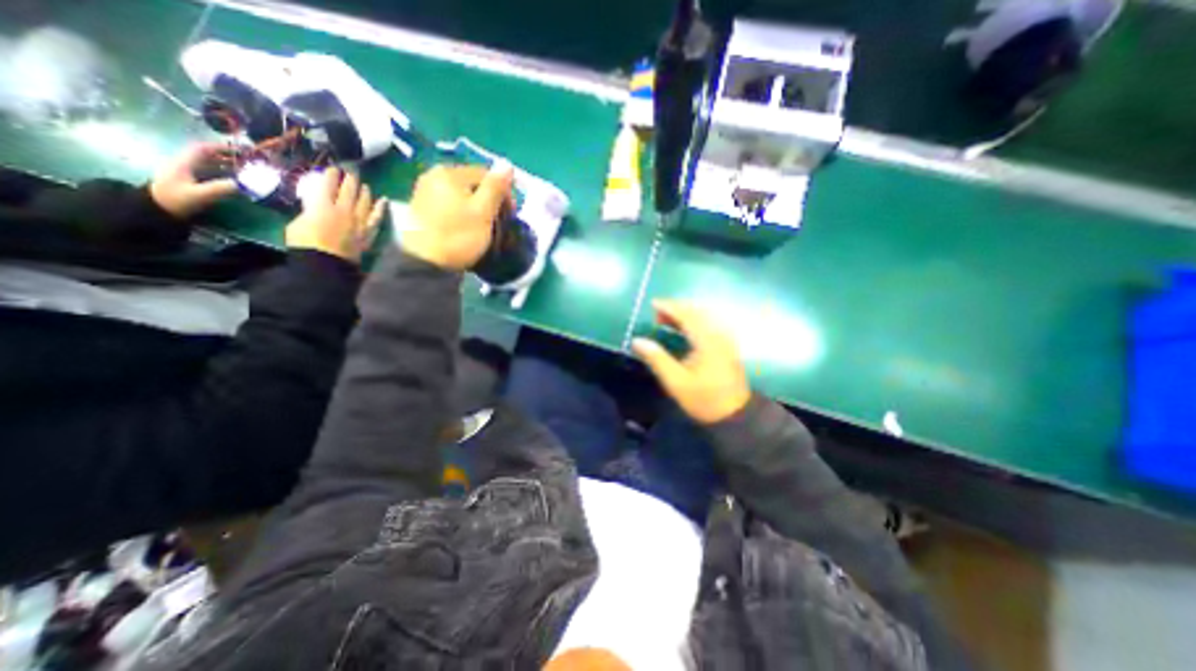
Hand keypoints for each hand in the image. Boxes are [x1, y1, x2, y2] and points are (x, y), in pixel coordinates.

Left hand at [149, 142, 238, 216]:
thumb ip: (222, 188)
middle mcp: (185, 164)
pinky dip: (224, 174)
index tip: (241, 150)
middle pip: (208, 155)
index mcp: (184, 163)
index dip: (221, 147)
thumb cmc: (175, 200)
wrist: (156, 210)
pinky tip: (235, 180)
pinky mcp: (191, 181)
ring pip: (210, 164)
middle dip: (229, 157)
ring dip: (228, 166)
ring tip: (247, 171)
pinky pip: (210, 173)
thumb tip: (247, 184)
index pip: (202, 149)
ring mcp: (187, 173)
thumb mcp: (200, 194)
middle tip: (249, 162)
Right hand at [285, 165, 385, 260]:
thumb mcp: (298, 222)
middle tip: (352, 173)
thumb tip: (314, 207)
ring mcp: (358, 221)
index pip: (327, 184)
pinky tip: (384, 201)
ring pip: (364, 201)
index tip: (334, 168)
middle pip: (349, 190)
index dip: (331, 174)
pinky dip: (380, 208)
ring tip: (365, 186)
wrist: (327, 263)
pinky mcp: (368, 232)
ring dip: (365, 191)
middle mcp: (343, 210)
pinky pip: (377, 217)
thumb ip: (308, 211)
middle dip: (350, 179)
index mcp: (322, 205)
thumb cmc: (305, 243)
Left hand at [402, 159, 513, 270]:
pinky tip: (467, 226)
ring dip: (477, 206)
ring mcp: (425, 190)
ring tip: (485, 225)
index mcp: (449, 173)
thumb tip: (507, 164)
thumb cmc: (458, 236)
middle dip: (490, 199)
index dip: (503, 192)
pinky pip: (450, 202)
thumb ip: (495, 188)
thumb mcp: (482, 213)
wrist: (425, 262)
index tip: (511, 214)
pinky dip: (463, 211)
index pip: (485, 174)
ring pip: (461, 193)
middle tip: (500, 221)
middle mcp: (434, 175)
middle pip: (472, 183)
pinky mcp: (422, 206)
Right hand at [630, 298, 749, 423]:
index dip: (669, 307)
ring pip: (705, 316)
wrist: (734, 415)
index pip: (687, 315)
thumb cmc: (703, 398)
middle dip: (677, 308)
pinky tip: (685, 329)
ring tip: (668, 320)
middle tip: (657, 314)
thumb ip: (657, 359)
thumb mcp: (676, 382)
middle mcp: (718, 334)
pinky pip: (710, 323)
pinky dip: (695, 321)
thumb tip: (637, 340)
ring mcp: (725, 339)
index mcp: (706, 341)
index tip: (653, 304)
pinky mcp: (727, 345)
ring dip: (686, 313)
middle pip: (698, 311)